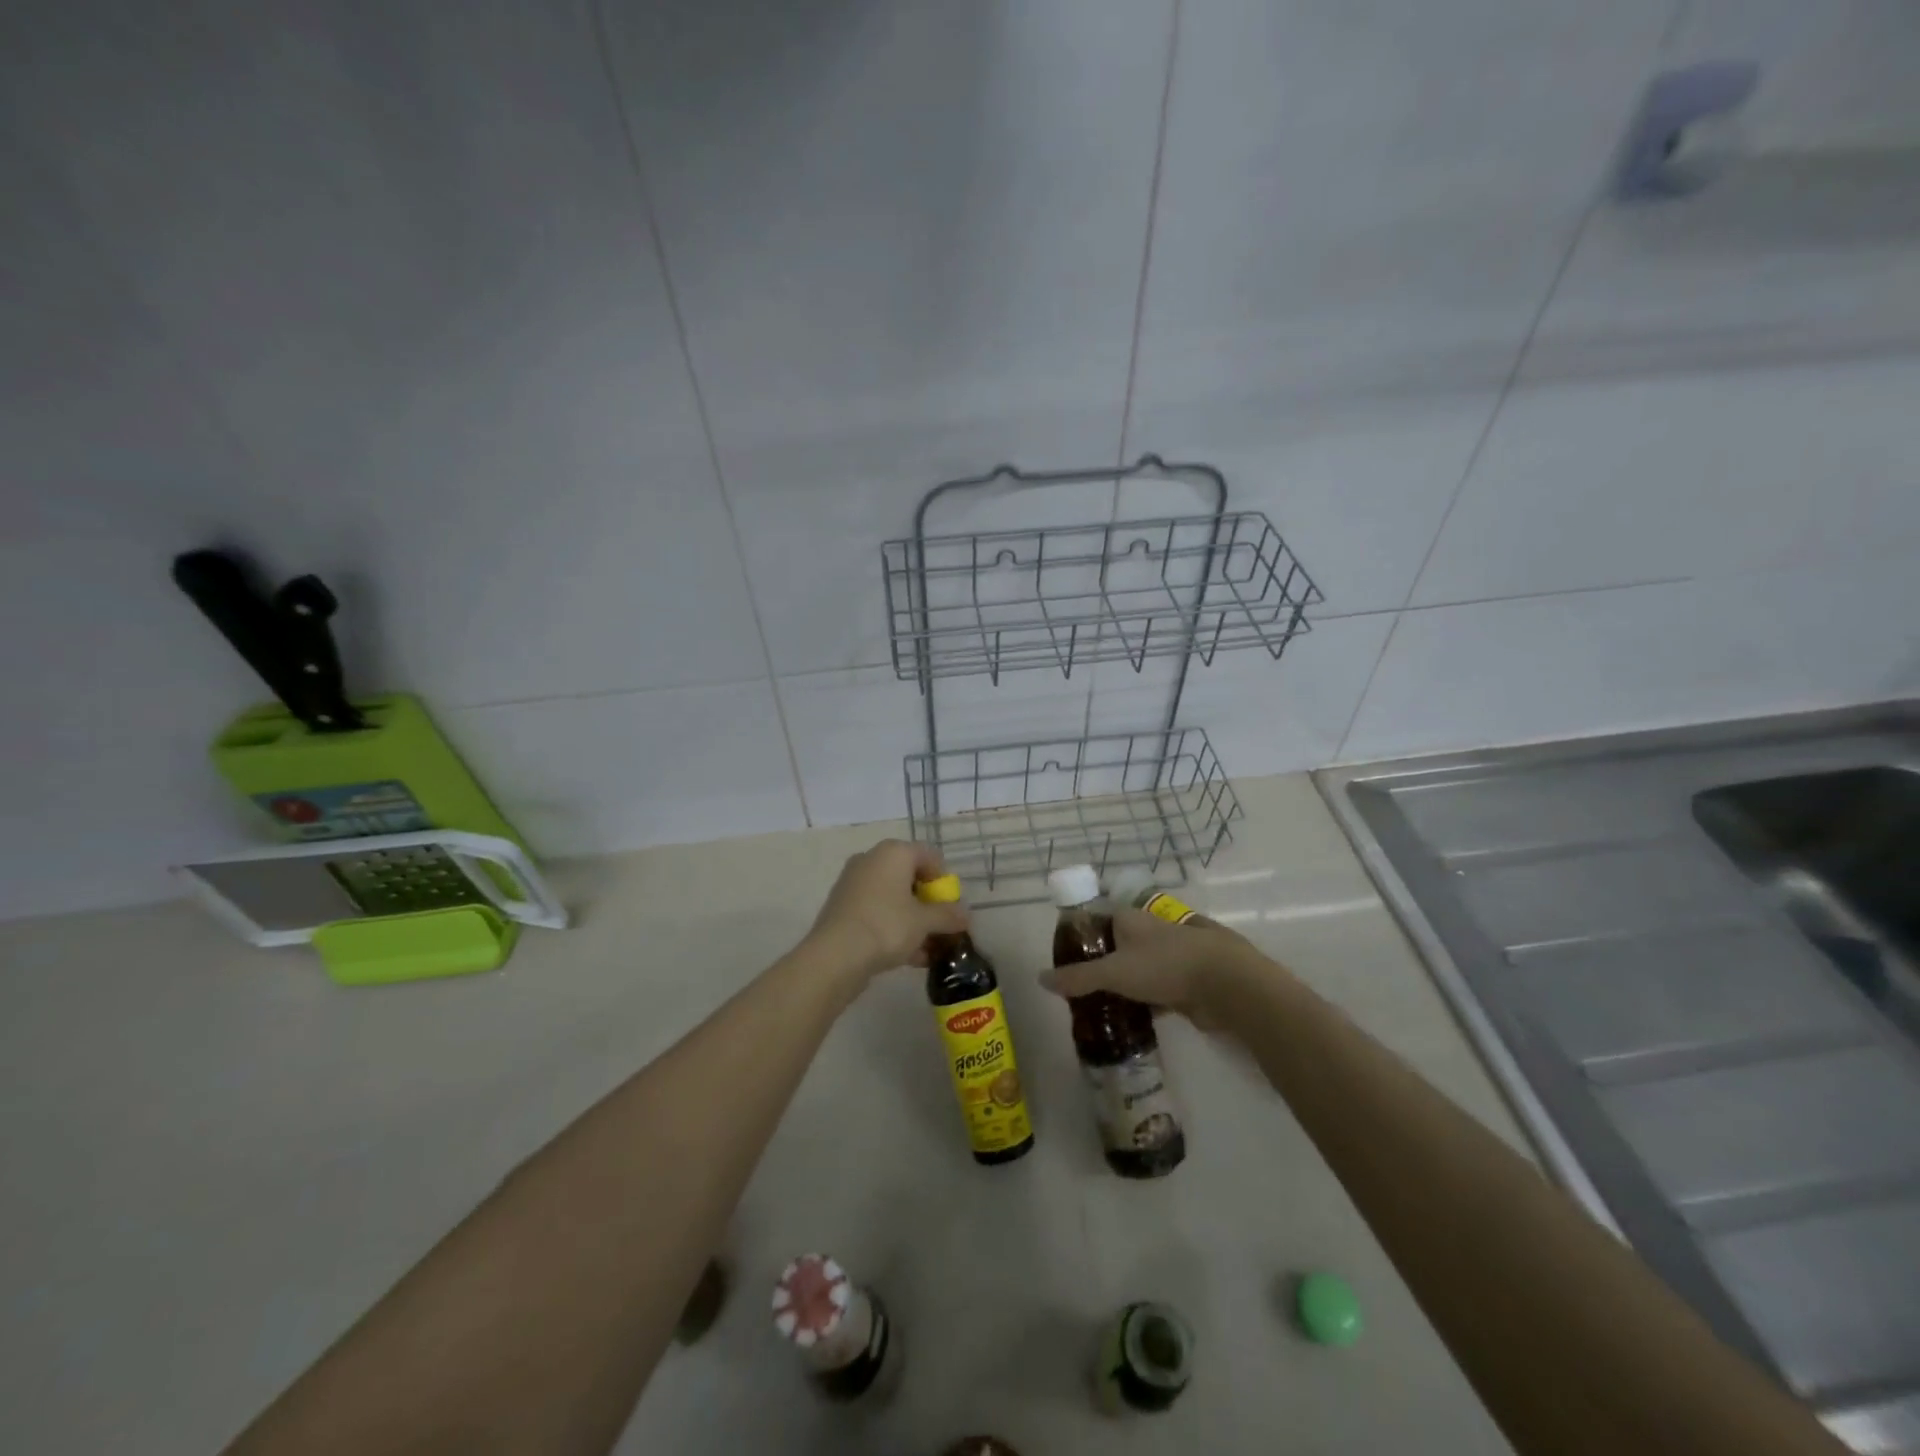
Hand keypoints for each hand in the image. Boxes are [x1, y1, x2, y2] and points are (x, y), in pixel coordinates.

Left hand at [804, 839, 968, 981]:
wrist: (835, 956)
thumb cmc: (886, 926)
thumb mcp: (925, 922)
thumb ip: (948, 915)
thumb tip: (965, 915)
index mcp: (893, 852)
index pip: (930, 856)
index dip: (944, 881)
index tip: (951, 906)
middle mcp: (872, 860)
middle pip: (910, 877)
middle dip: (928, 904)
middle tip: (940, 927)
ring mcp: (854, 883)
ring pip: (893, 898)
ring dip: (913, 921)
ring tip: (929, 949)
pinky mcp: (843, 907)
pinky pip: (877, 912)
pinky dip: (894, 928)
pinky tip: (909, 957)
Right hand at [1038, 907, 1260, 1029]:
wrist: (1227, 983)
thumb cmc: (1165, 965)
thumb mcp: (1114, 971)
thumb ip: (1078, 977)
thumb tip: (1040, 978)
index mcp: (1131, 918)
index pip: (1097, 922)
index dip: (1081, 940)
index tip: (1064, 963)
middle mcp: (1150, 931)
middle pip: (1117, 947)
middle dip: (1101, 967)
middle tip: (1079, 993)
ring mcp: (1172, 956)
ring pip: (1139, 970)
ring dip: (1125, 987)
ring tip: (1100, 1010)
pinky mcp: (1188, 981)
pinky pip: (1158, 991)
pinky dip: (1146, 1003)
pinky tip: (1132, 1021)